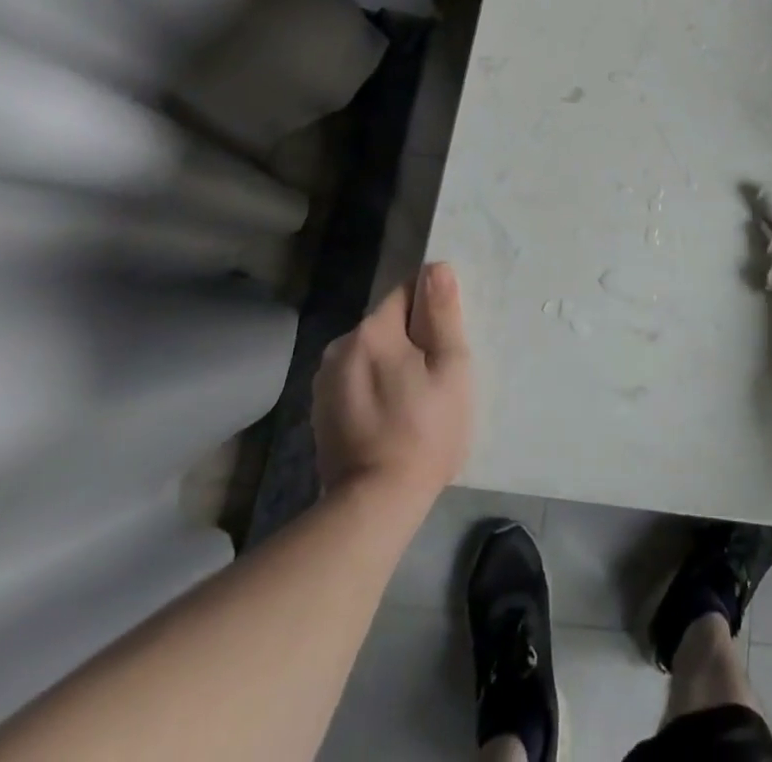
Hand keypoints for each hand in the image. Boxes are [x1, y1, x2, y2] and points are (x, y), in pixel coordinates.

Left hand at [312, 261, 472, 500]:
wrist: (374, 505)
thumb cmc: (425, 430)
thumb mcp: (450, 366)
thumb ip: (442, 313)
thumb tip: (435, 267)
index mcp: (371, 330)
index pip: (407, 293)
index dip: (433, 313)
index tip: (447, 344)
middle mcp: (339, 347)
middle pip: (388, 324)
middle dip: (413, 341)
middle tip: (437, 378)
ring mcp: (324, 383)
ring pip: (372, 354)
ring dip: (393, 365)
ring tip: (415, 403)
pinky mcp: (320, 413)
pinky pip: (357, 382)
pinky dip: (375, 390)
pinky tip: (390, 420)